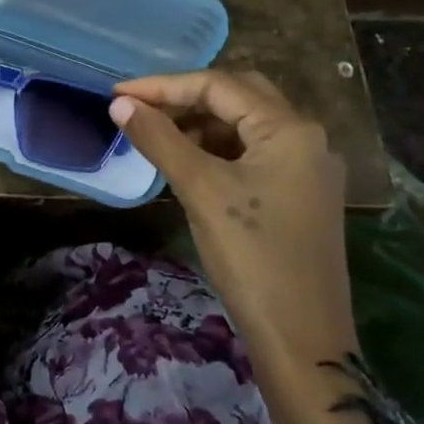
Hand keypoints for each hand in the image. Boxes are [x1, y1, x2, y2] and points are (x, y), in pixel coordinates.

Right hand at [110, 69, 359, 423]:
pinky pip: (253, 154)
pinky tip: (188, 163)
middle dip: (185, 98)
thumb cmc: (252, 256)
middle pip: (238, 97)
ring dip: (200, 124)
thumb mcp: (200, 190)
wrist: (302, 338)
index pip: (219, 86)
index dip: (164, 85)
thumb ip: (159, 139)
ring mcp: (306, 168)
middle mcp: (306, 138)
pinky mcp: (300, 195)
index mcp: (290, 129)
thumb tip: (120, 103)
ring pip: (245, 127)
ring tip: (156, 136)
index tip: (117, 93)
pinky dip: (217, 150)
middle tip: (139, 110)